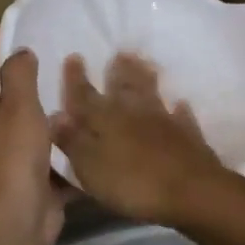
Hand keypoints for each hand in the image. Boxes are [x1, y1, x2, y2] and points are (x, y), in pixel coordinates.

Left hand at [0, 28, 68, 244]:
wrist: (16, 226)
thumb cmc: (12, 160)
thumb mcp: (16, 109)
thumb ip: (19, 76)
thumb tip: (21, 53)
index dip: (0, 36)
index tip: (22, 13)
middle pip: (8, 88)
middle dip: (32, 67)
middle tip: (61, 42)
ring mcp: (10, 153)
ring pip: (33, 117)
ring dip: (53, 101)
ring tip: (82, 75)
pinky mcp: (33, 173)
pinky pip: (51, 146)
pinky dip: (66, 134)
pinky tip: (91, 117)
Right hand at [50, 53, 226, 226]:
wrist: (190, 191)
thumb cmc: (132, 183)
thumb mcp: (91, 167)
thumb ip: (73, 141)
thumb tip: (54, 115)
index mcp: (105, 120)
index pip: (85, 96)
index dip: (76, 79)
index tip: (74, 56)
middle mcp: (134, 113)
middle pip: (123, 88)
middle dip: (118, 71)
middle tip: (119, 53)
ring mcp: (164, 122)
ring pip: (152, 94)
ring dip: (146, 78)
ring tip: (145, 63)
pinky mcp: (188, 136)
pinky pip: (181, 117)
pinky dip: (179, 110)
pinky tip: (180, 104)